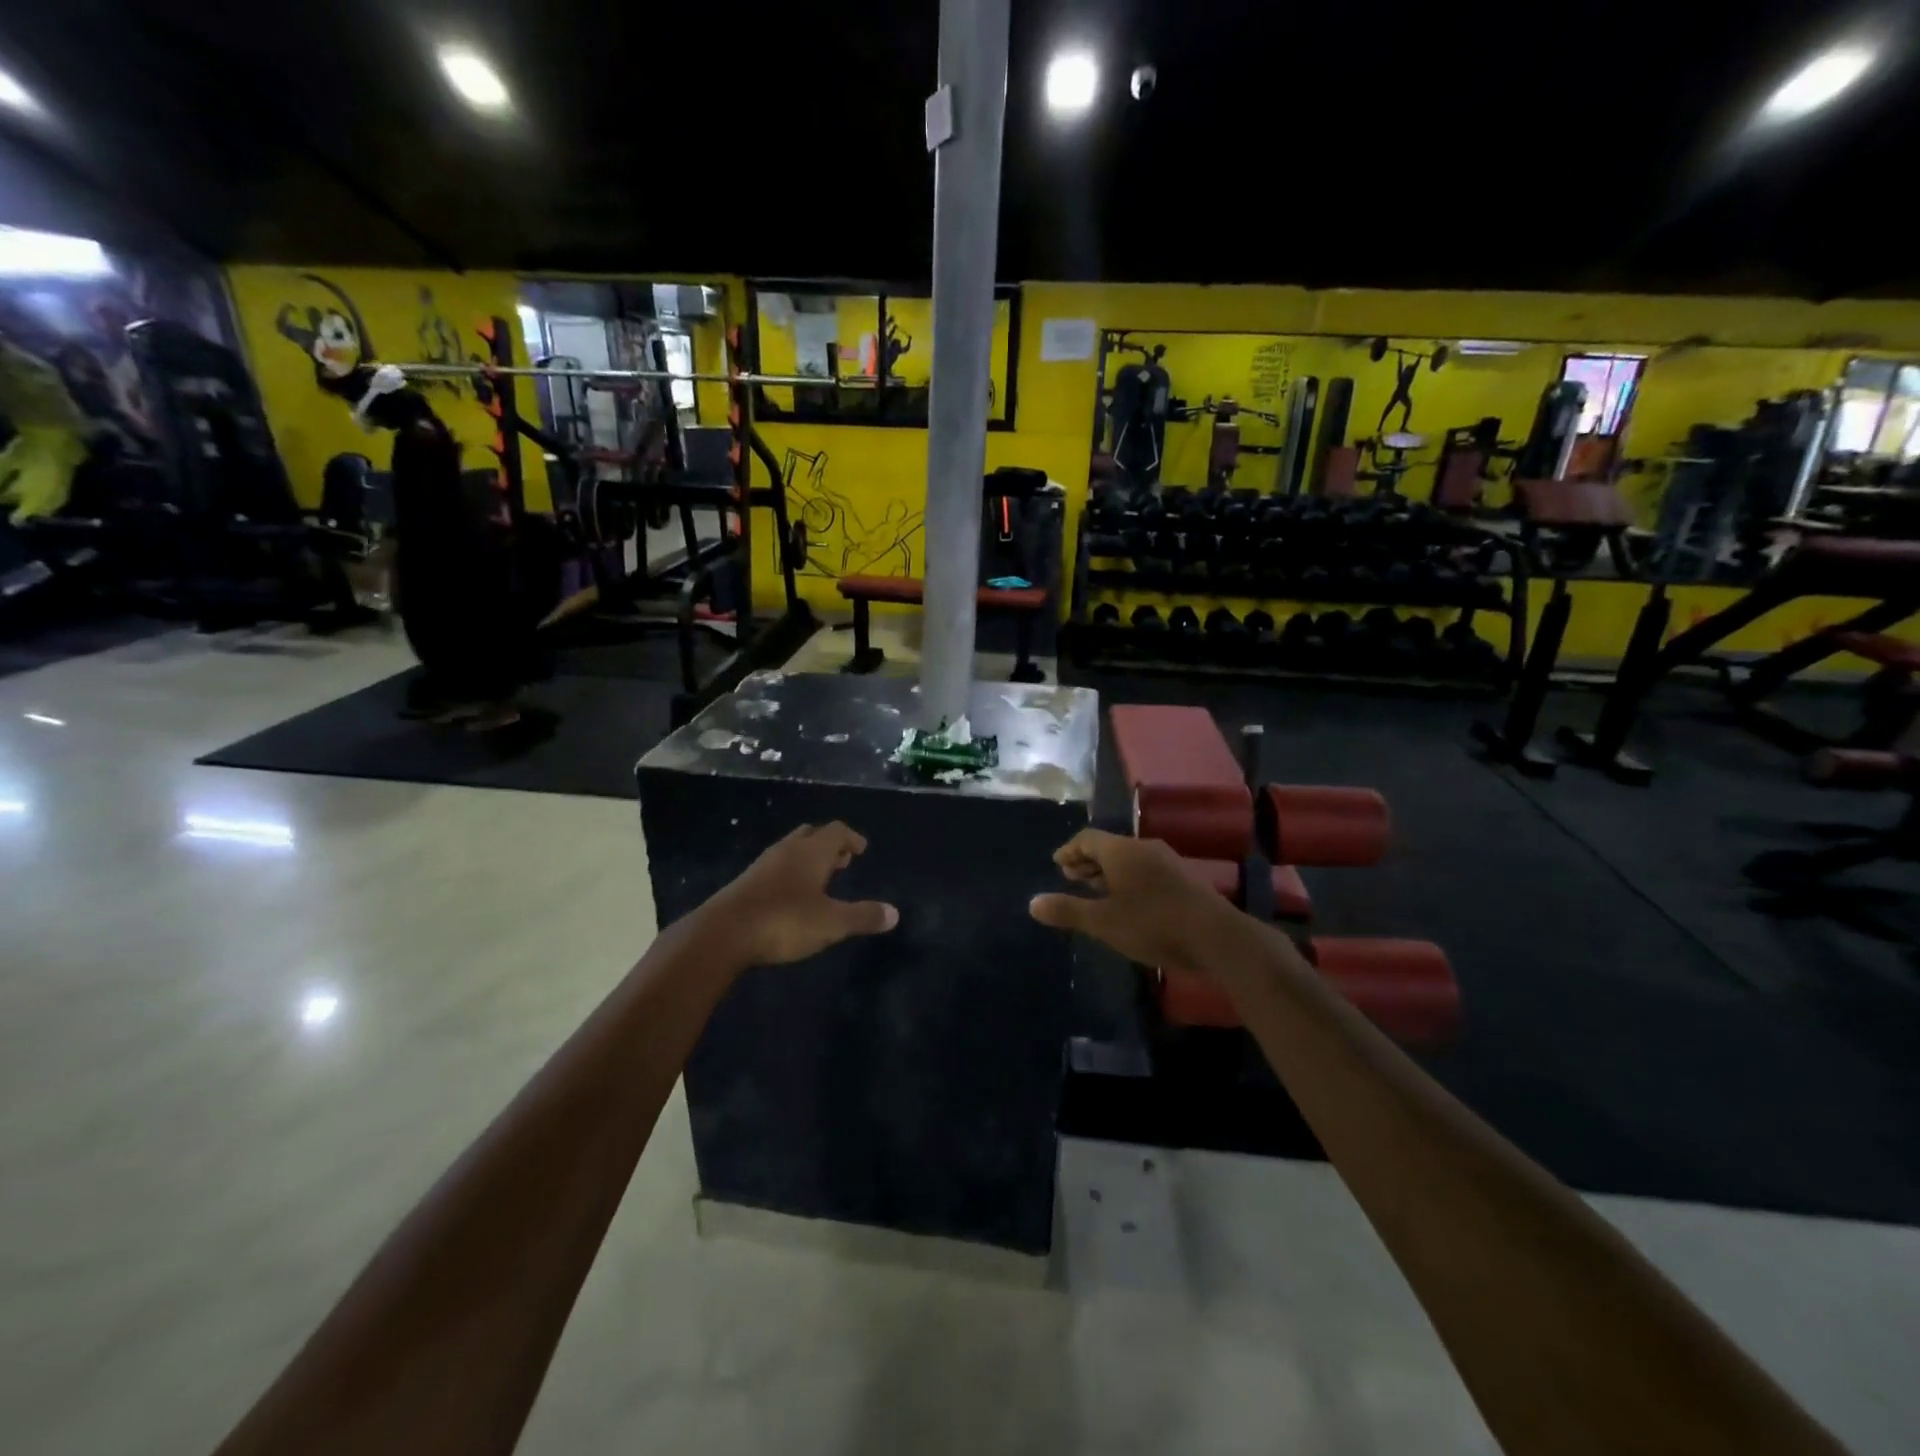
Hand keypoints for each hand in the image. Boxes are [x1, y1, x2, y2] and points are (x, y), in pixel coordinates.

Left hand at [700, 823, 898, 967]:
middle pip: (811, 835)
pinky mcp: (745, 883)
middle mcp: (787, 850)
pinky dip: (789, 874)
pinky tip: (791, 896)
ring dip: (808, 859)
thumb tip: (894, 913)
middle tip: (843, 861)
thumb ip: (863, 916)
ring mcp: (763, 865)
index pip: (837, 831)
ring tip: (820, 878)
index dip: (852, 837)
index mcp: (812, 852)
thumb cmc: (784, 921)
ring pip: (791, 850)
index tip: (861, 848)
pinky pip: (775, 868)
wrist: (722, 934)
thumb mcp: (831, 923)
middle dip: (829, 845)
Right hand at [1029, 829, 1242, 970]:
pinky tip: (1127, 903)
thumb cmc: (1153, 924)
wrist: (1217, 937)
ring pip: (1129, 860)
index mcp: (1122, 850)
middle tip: (1071, 877)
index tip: (1057, 864)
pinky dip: (1128, 880)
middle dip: (1087, 861)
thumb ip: (1068, 910)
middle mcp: (1144, 848)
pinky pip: (1146, 871)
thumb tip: (1032, 903)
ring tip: (1095, 891)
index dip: (1069, 850)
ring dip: (1108, 872)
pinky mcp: (1184, 880)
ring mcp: (1168, 862)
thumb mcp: (1103, 922)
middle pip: (1109, 846)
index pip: (1087, 838)